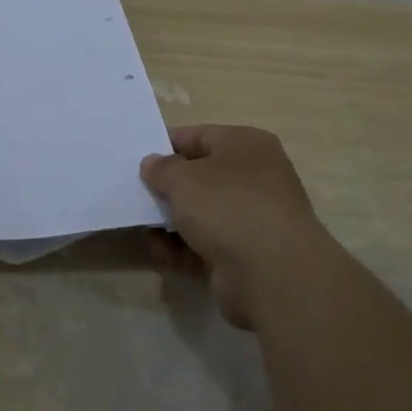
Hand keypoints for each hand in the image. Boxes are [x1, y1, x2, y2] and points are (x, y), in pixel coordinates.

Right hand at [141, 124, 333, 328]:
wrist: (274, 274)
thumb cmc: (227, 205)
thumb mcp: (182, 177)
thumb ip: (161, 168)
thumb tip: (153, 164)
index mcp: (247, 145)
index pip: (201, 136)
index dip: (169, 144)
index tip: (140, 157)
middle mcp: (257, 177)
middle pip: (202, 177)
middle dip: (169, 188)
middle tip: (137, 194)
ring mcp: (255, 219)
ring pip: (204, 214)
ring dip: (172, 222)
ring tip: (144, 230)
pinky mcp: (250, 256)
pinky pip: (209, 245)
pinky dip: (184, 249)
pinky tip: (160, 254)